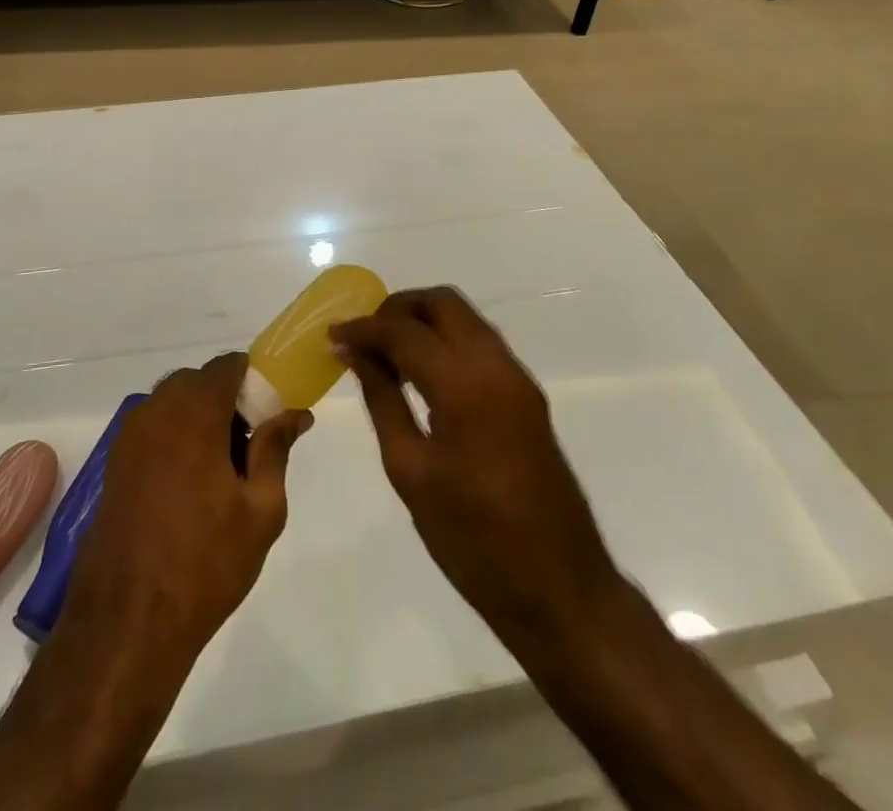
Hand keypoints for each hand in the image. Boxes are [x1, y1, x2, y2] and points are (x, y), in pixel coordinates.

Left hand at [59, 354, 310, 662]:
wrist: (127, 623)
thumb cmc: (205, 563)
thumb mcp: (260, 509)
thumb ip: (276, 449)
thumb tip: (296, 413)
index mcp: (193, 414)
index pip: (226, 366)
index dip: (253, 377)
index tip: (270, 409)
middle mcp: (156, 413)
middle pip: (197, 382)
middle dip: (226, 399)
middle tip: (249, 444)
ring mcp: (129, 438)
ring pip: (172, 403)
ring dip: (199, 417)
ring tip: (222, 470)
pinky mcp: (114, 464)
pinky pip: (152, 428)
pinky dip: (175, 436)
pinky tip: (190, 485)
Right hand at [332, 288, 616, 665]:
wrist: (560, 589)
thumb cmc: (473, 539)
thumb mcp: (411, 471)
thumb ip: (382, 400)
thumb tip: (356, 354)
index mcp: (464, 384)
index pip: (404, 331)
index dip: (364, 327)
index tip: (333, 335)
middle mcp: (496, 366)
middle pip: (442, 303)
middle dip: (398, 309)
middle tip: (364, 337)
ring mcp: (518, 378)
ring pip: (465, 319)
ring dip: (424, 322)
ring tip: (385, 353)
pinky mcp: (527, 396)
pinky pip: (480, 344)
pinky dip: (446, 342)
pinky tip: (420, 374)